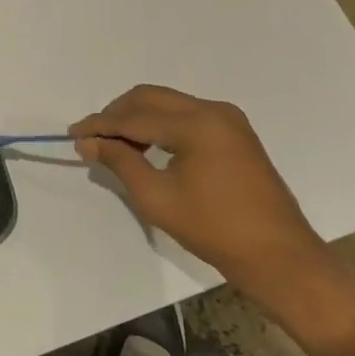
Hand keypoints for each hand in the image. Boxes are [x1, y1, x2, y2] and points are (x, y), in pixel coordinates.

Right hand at [70, 86, 330, 306]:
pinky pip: (186, 116)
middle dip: (117, 114)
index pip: (136, 116)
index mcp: (197, 124)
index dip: (100, 124)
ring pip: (168, 103)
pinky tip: (146, 146)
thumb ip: (120, 161)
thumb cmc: (215, 230)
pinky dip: (161, 125)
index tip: (73, 134)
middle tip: (93, 137)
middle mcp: (214, 110)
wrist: (280, 258)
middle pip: (151, 98)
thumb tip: (89, 142)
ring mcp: (228, 120)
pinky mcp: (235, 133)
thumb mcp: (157, 198)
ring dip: (138, 118)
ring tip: (115, 144)